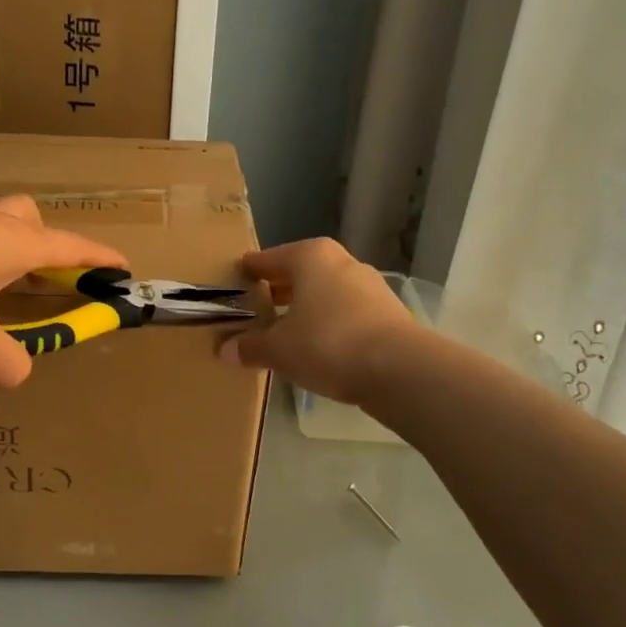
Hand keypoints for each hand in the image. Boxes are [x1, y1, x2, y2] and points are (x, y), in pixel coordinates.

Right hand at [218, 238, 416, 404]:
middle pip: (300, 272)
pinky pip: (346, 312)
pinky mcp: (388, 313)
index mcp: (310, 257)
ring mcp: (370, 286)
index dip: (251, 271)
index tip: (236, 278)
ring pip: (326, 292)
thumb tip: (225, 350)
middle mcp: (341, 262)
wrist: (400, 369)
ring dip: (306, 307)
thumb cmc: (327, 343)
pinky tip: (318, 345)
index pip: (269, 258)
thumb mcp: (278, 349)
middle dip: (279, 288)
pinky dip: (329, 323)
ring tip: (286, 329)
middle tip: (257, 306)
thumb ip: (251, 347)